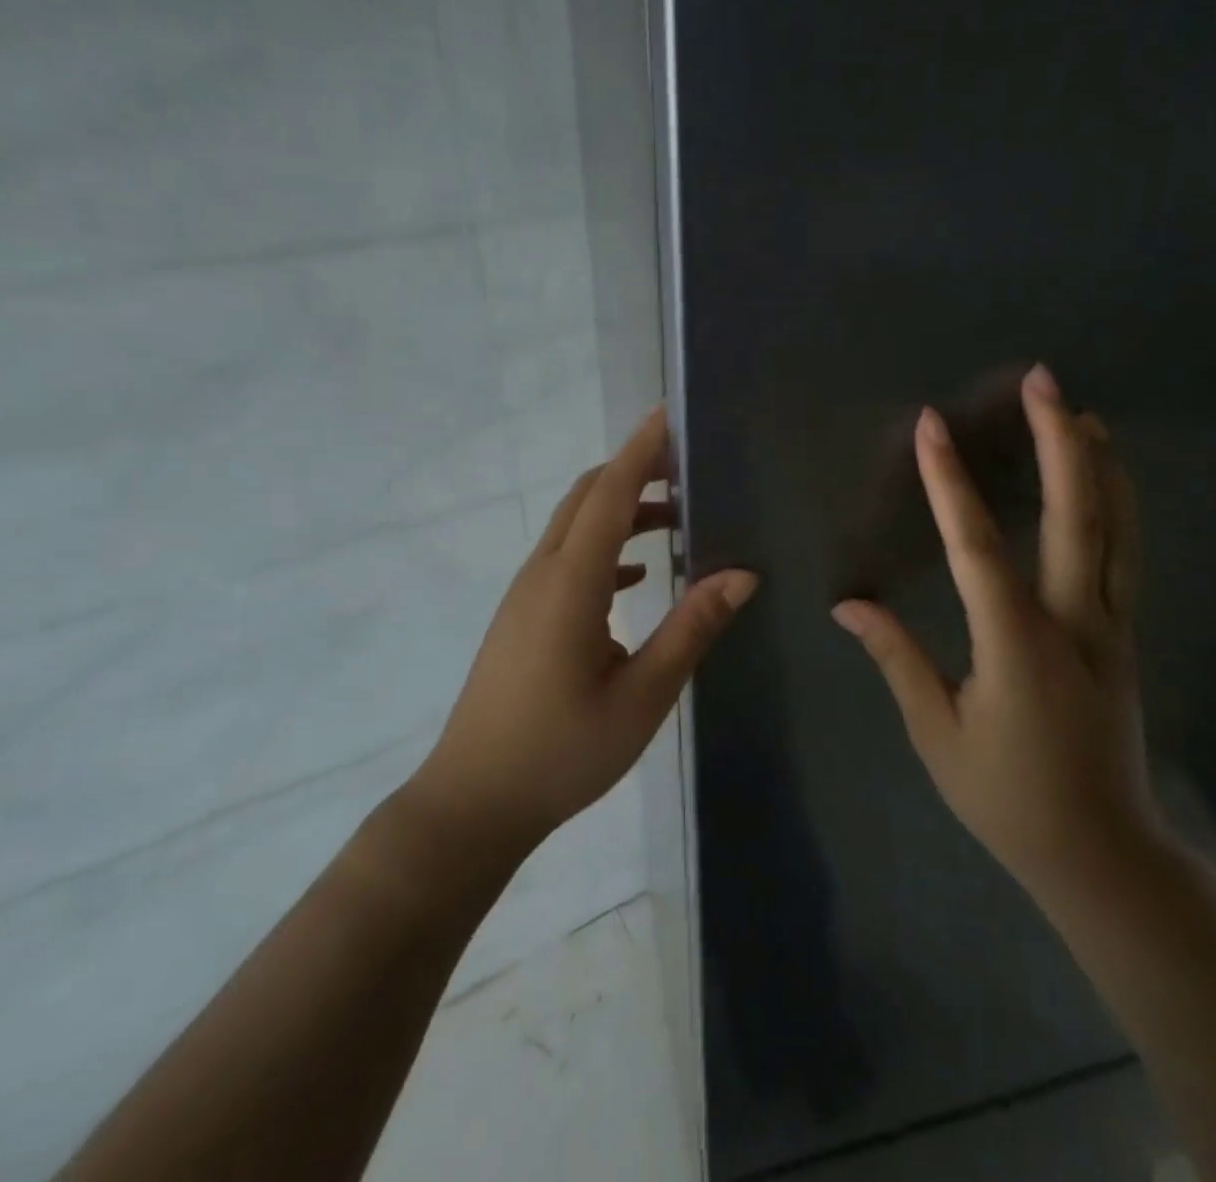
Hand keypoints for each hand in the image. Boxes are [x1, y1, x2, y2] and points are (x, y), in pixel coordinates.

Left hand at [412, 407, 757, 858]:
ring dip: (622, 510)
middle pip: (587, 498)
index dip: (640, 451)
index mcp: (571, 583)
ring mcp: (526, 595)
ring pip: (575, 526)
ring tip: (677, 517)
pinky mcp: (523, 617)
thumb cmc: (562, 752)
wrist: (474, 802)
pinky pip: (567, 559)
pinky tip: (638, 575)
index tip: (670, 414)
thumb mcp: (642, 695)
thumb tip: (742, 575)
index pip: (610, 494)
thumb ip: (692, 629)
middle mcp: (543, 574)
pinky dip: (605, 546)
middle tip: (688, 465)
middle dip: (634, 471)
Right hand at [831, 365, 1158, 903]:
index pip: (976, 547)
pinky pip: (1124, 554)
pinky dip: (1118, 504)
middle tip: (1043, 381)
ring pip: (1115, 529)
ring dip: (1098, 463)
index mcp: (1016, 646)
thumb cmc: (1007, 797)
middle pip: (1073, 517)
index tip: (932, 426)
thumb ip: (896, 659)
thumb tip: (847, 604)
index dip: (948, 482)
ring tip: (1081, 410)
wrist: (1103, 853)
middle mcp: (1073, 622)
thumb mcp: (937, 733)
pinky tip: (1108, 479)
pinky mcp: (1125, 636)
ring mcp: (1110, 626)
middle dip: (1057, 442)